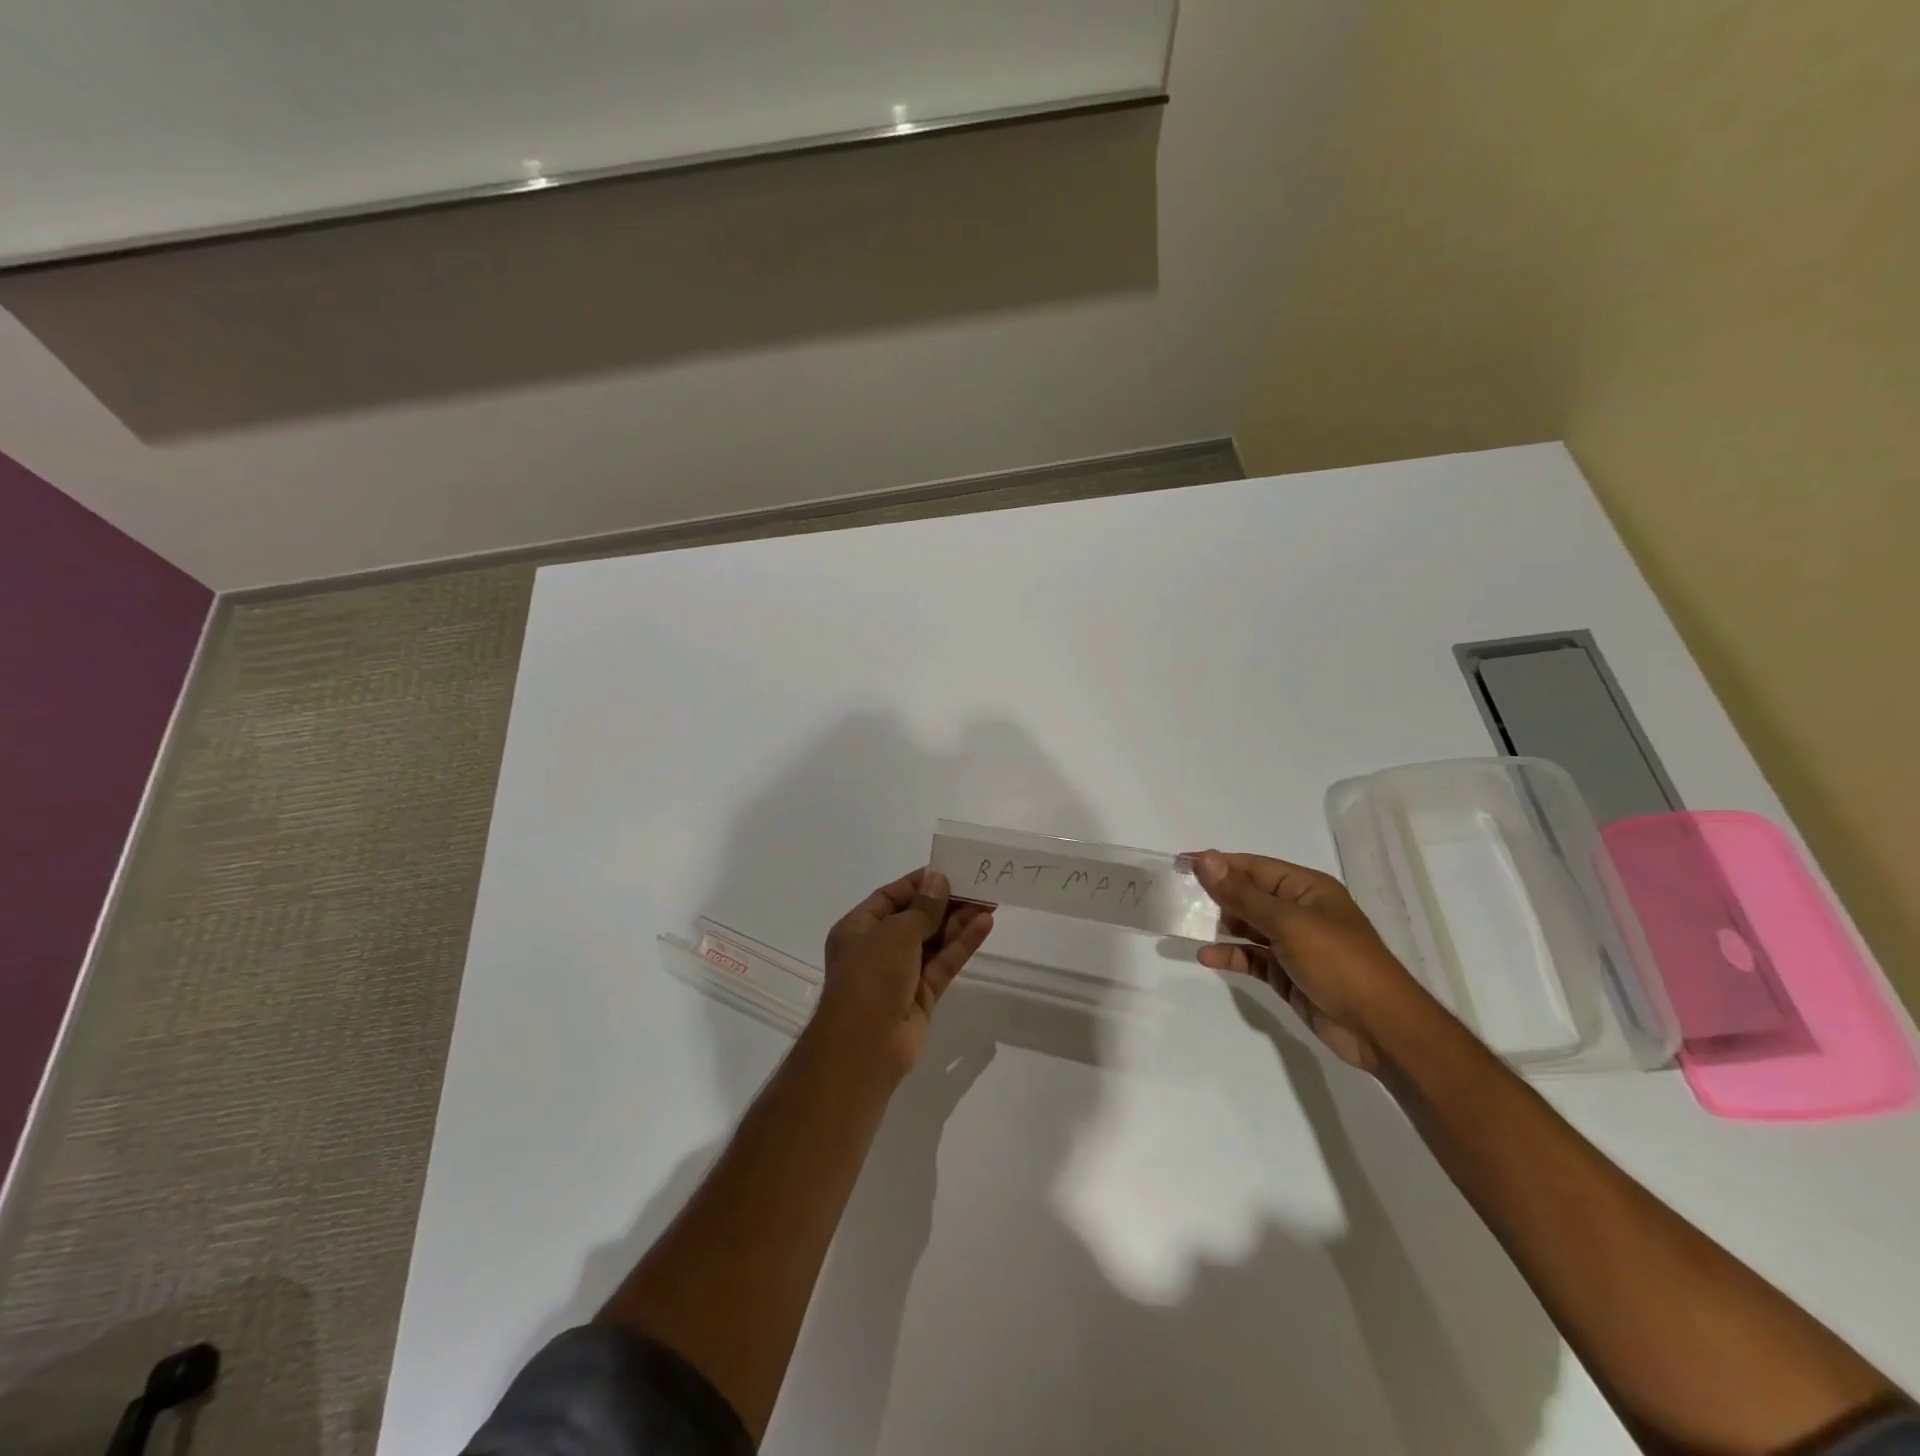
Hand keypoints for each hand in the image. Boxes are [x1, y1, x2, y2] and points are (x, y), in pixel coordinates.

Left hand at [816, 869, 993, 1082]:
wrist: (865, 1047)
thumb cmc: (871, 977)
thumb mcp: (895, 933)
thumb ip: (923, 908)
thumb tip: (939, 881)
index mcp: (858, 929)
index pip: (890, 897)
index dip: (919, 884)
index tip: (948, 870)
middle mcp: (877, 949)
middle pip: (915, 918)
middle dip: (945, 902)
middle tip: (977, 885)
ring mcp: (900, 974)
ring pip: (933, 941)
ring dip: (958, 921)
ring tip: (989, 899)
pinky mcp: (922, 996)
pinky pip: (943, 963)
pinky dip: (962, 944)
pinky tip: (985, 924)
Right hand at [1190, 851, 1422, 1072]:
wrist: (1380, 1028)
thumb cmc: (1338, 962)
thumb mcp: (1287, 923)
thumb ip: (1242, 894)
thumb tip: (1206, 860)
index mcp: (1306, 888)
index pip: (1253, 867)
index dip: (1218, 864)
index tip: (1180, 864)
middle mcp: (1299, 911)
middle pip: (1248, 895)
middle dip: (1215, 895)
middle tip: (1175, 896)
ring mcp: (1294, 944)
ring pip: (1247, 927)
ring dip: (1219, 926)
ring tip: (1184, 924)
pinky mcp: (1288, 974)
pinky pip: (1252, 958)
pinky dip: (1230, 956)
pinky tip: (1206, 957)